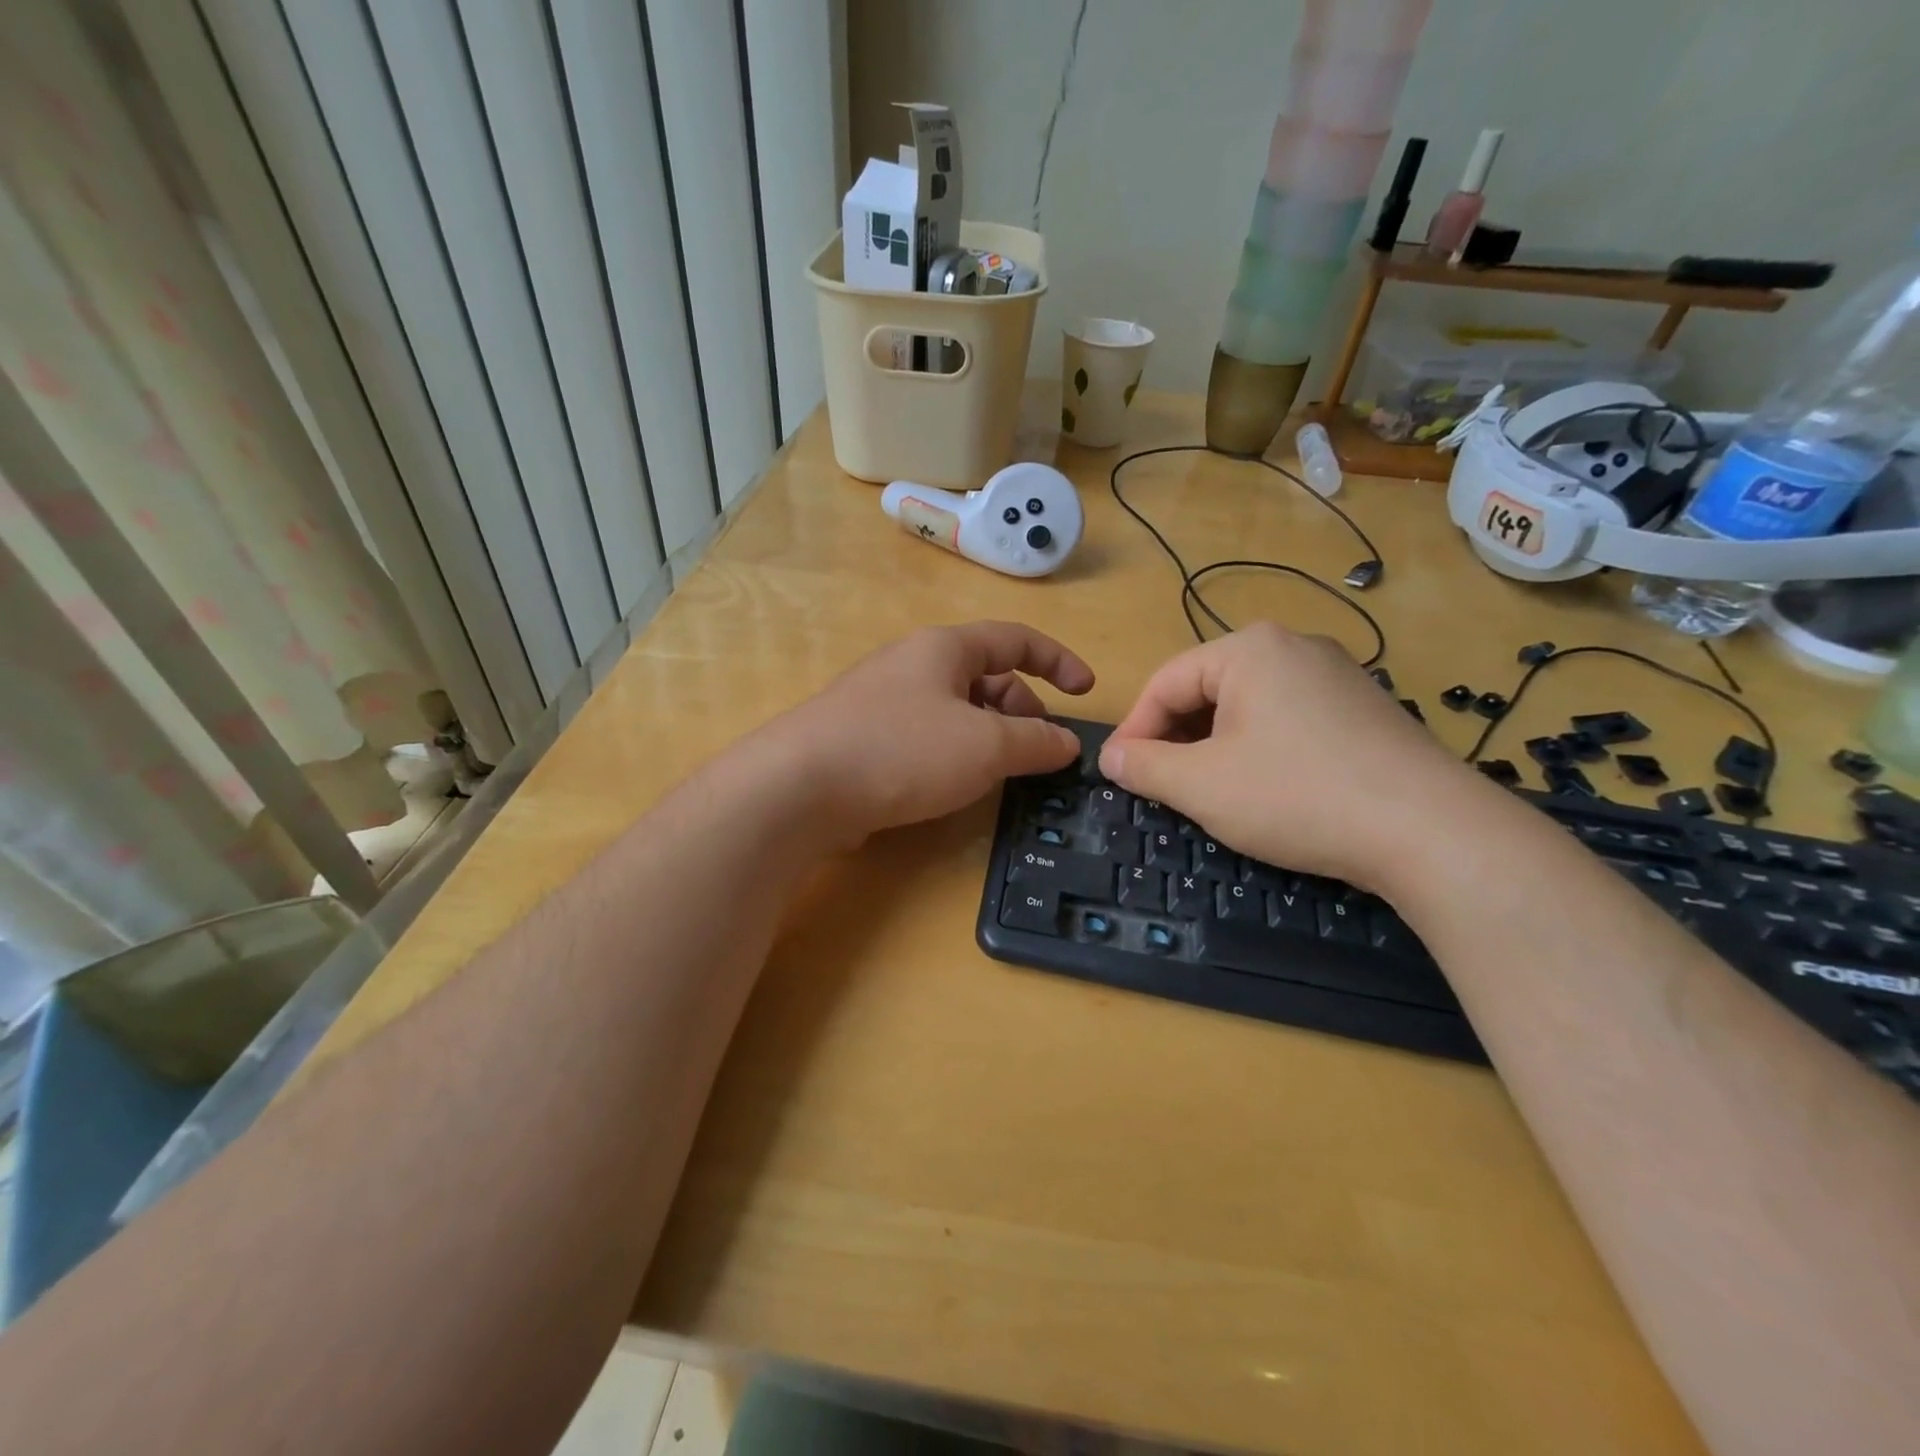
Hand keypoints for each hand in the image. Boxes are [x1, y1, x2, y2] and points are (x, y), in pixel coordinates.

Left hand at [771, 621, 1093, 844]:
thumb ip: (1035, 742)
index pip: (1015, 639)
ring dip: (987, 735)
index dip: (1058, 661)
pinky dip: (951, 754)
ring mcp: (881, 701)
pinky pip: (924, 736)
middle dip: (1021, 709)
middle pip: (984, 676)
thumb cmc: (903, 750)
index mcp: (944, 648)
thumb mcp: (985, 746)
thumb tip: (1066, 743)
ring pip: (954, 709)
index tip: (1086, 692)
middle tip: (1038, 751)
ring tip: (999, 774)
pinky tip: (950, 786)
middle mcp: (911, 664)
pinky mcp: (861, 738)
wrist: (798, 788)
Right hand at [1098, 622, 1486, 893]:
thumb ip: (1144, 767)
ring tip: (1208, 791)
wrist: (1431, 832)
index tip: (1118, 774)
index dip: (1134, 730)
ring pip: (1248, 707)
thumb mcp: (1202, 786)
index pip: (1165, 683)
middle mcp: (1294, 647)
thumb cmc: (1297, 796)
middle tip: (1161, 786)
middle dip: (1176, 739)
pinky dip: (1259, 749)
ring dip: (1214, 746)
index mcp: (1249, 649)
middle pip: (1207, 690)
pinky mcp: (1365, 709)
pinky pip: (1289, 719)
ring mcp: (1337, 675)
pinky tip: (1266, 789)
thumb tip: (1111, 757)